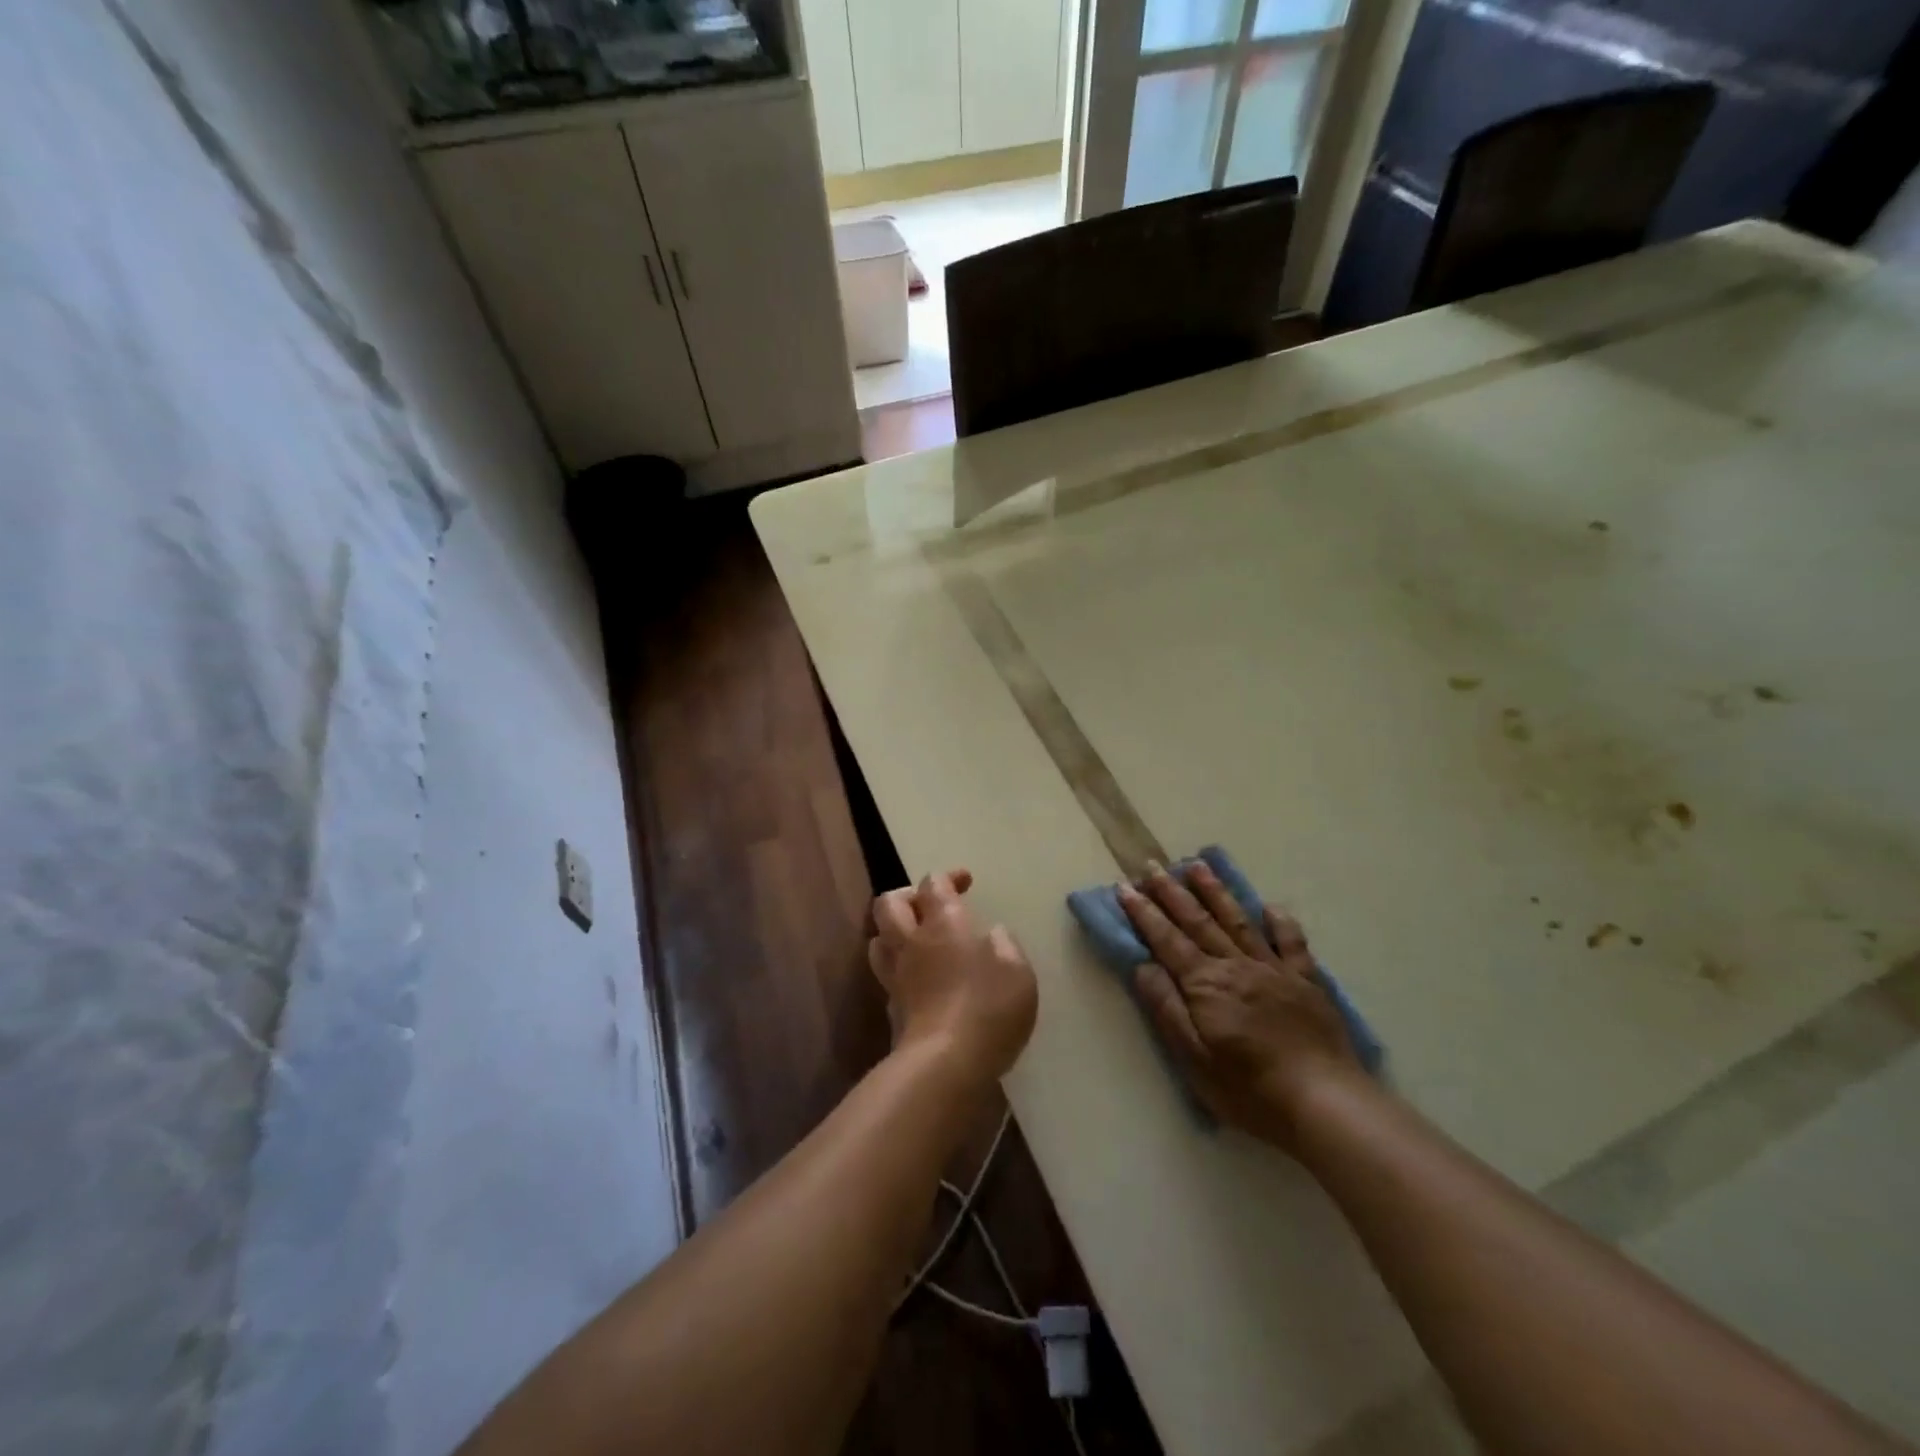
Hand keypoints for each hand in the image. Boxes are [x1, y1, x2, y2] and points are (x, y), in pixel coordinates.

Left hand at [869, 869, 1037, 1086]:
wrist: (945, 1065)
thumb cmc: (988, 1007)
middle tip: (931, 905)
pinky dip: (899, 970)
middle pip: (889, 904)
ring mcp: (896, 977)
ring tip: (917, 940)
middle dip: (908, 896)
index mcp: (943, 924)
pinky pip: (887, 977)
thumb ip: (1004, 945)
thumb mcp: (1017, 970)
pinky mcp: (892, 1010)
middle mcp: (912, 943)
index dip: (947, 877)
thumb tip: (990, 935)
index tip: (966, 882)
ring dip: (894, 932)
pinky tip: (920, 982)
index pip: (933, 884)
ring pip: (878, 940)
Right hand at [1118, 861, 1358, 1151]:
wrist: (1325, 1103)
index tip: (1124, 887)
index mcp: (1205, 984)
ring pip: (1238, 921)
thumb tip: (1142, 966)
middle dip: (1172, 892)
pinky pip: (1292, 944)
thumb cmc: (1249, 1089)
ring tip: (1198, 865)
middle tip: (1153, 865)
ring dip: (1215, 892)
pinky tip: (1270, 907)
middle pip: (1198, 922)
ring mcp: (1273, 969)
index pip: (1166, 940)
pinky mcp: (1306, 982)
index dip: (1143, 913)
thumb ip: (1167, 1008)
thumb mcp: (1194, 1059)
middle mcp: (1236, 966)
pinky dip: (1281, 923)